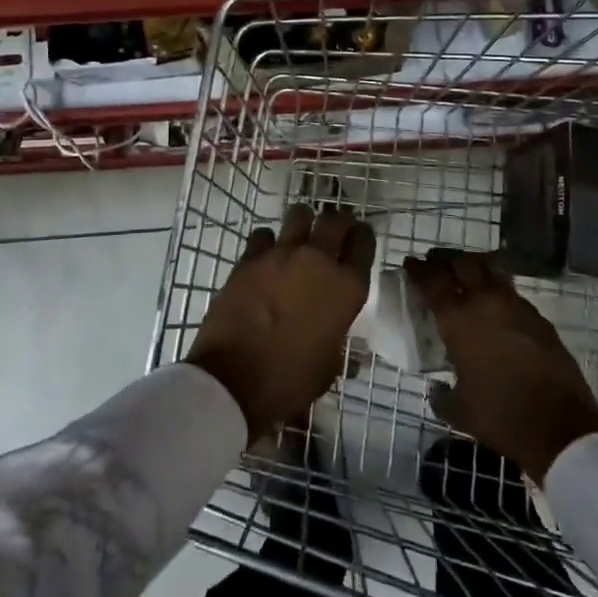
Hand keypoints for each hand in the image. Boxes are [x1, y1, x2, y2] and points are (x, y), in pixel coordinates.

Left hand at [187, 204, 375, 444]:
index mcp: (346, 288)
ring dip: (303, 223)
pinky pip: (263, 234)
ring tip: (299, 238)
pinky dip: (267, 242)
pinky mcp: (250, 257)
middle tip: (334, 233)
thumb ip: (339, 345)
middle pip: (335, 220)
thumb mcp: (328, 368)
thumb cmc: (289, 381)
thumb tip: (350, 355)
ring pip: (299, 215)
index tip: (358, 241)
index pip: (364, 243)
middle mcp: (318, 261)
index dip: (362, 238)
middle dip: (338, 222)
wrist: (233, 380)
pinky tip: (265, 257)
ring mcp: (281, 254)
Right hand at [405, 250, 597, 479]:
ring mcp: (516, 306)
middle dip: (446, 260)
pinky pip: (512, 292)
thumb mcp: (460, 411)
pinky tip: (495, 305)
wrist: (560, 426)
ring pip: (490, 271)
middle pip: (462, 264)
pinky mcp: (539, 318)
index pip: (432, 282)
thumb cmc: (501, 416)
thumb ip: (442, 396)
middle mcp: (485, 302)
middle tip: (436, 263)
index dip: (418, 270)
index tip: (410, 263)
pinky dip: (498, 290)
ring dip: (474, 269)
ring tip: (466, 276)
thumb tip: (437, 389)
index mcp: (458, 320)